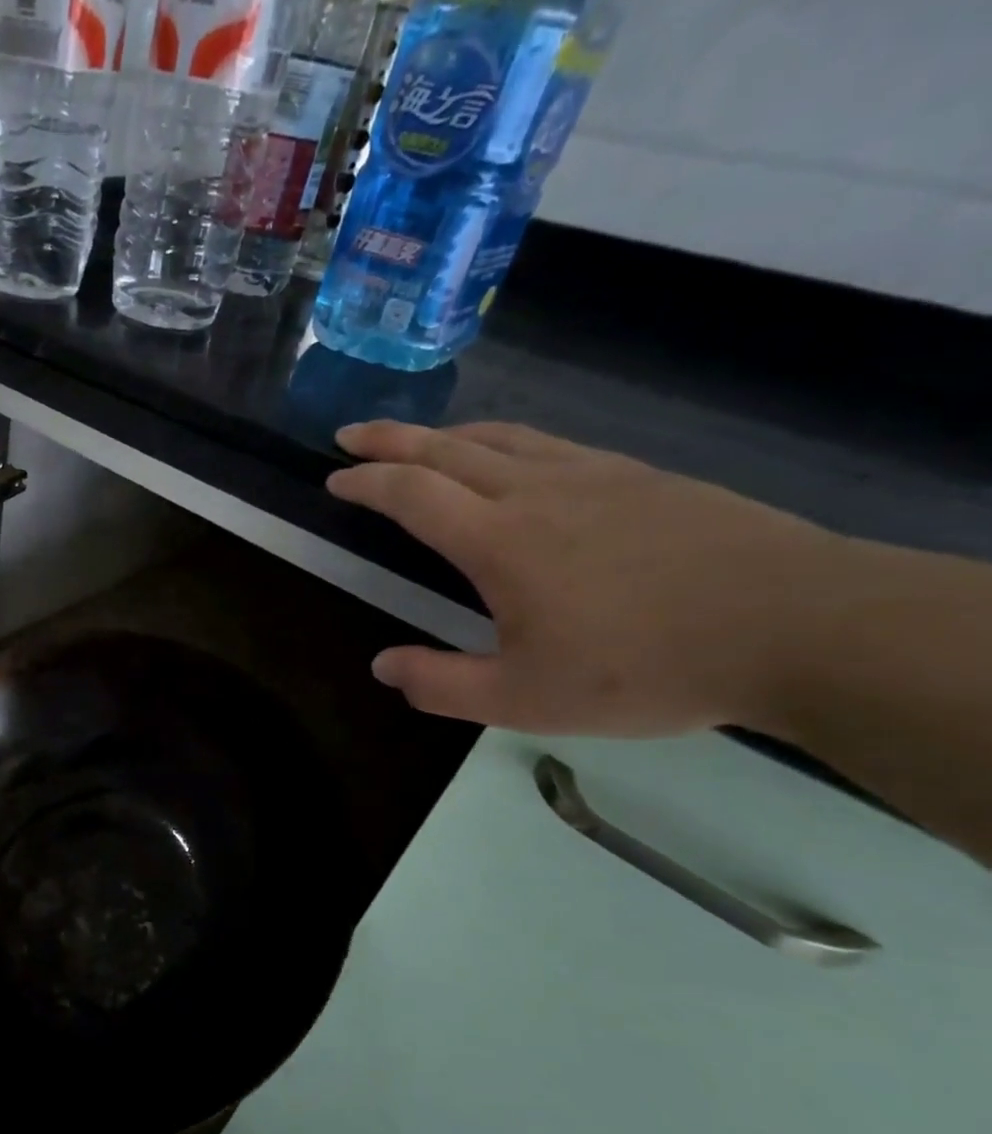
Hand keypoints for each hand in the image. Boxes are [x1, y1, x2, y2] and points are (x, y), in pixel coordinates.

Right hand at [327, 420, 852, 736]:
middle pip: (448, 449)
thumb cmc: (645, 668)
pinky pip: (551, 444)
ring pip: (501, 437)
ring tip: (419, 441)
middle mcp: (537, 493)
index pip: (412, 495)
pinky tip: (510, 458)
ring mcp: (595, 476)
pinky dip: (504, 441)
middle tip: (351, 434)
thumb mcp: (523, 699)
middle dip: (391, 439)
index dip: (366, 483)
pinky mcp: (641, 477)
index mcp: (499, 541)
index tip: (334, 479)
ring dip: (446, 434)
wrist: (799, 627)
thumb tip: (382, 667)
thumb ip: (442, 684)